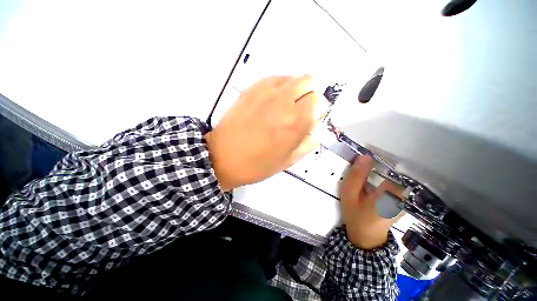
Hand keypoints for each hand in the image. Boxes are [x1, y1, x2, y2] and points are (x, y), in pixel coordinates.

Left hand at [205, 75, 328, 190]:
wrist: (224, 157)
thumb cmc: (258, 164)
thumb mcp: (290, 160)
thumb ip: (310, 141)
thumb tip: (316, 126)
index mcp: (295, 122)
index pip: (320, 101)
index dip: (318, 111)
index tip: (309, 120)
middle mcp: (283, 101)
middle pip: (309, 82)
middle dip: (308, 97)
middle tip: (298, 112)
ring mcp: (266, 91)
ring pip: (293, 77)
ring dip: (295, 90)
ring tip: (285, 107)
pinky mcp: (252, 88)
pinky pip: (275, 79)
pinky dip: (280, 87)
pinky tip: (272, 102)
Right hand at [340, 155, 404, 249]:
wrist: (365, 237)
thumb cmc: (355, 215)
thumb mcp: (349, 195)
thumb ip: (356, 176)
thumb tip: (364, 156)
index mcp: (390, 194)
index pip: (391, 167)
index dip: (379, 158)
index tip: (366, 155)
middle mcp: (402, 195)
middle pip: (394, 171)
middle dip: (380, 163)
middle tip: (364, 161)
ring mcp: (403, 198)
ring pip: (395, 176)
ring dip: (382, 169)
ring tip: (367, 168)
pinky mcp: (400, 200)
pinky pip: (394, 182)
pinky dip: (384, 176)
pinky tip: (373, 177)